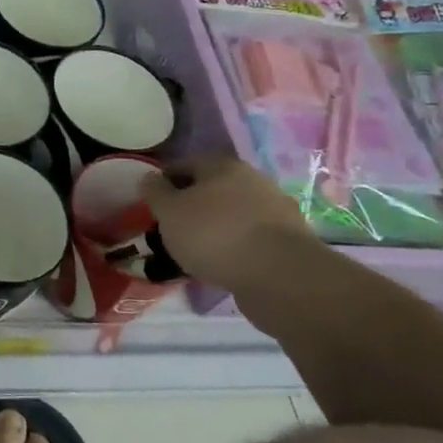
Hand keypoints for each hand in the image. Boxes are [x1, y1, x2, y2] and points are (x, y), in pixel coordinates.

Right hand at [141, 154, 321, 293]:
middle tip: (175, 229)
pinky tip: (226, 265)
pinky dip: (238, 248)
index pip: (184, 165)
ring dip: (217, 228)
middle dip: (193, 206)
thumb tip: (151, 179)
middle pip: (212, 189)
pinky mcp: (291, 241)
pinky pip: (253, 239)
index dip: (164, 183)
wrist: (281, 277)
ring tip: (199, 253)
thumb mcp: (169, 213)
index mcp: (222, 165)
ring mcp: (276, 210)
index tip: (153, 205)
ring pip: (234, 214)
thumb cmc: (214, 235)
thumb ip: (155, 193)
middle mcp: (253, 179)